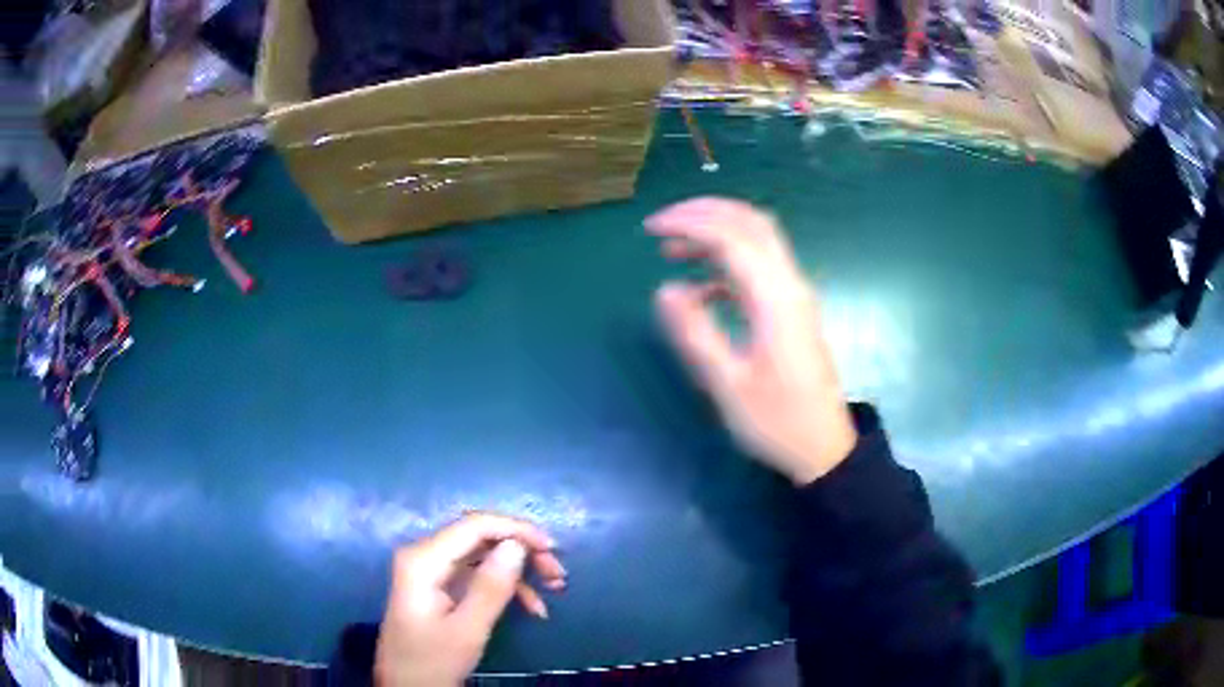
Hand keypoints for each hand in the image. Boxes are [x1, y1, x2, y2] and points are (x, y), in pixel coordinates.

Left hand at [375, 513, 565, 685]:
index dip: (516, 529)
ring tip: (555, 589)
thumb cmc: (432, 662)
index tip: (552, 547)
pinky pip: (478, 575)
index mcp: (423, 559)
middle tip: (558, 573)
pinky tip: (532, 607)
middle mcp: (425, 555)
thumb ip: (491, 587)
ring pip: (484, 555)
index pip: (474, 525)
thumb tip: (517, 545)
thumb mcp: (467, 630)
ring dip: (520, 571)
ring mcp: (432, 571)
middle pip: (480, 538)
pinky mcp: (440, 586)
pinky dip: (507, 587)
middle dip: (522, 551)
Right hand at [647, 197, 857, 484]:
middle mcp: (789, 286)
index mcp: (775, 300)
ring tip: (672, 248)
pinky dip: (727, 263)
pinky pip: (760, 268)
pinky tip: (700, 288)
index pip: (732, 238)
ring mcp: (794, 296)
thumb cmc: (777, 421)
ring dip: (717, 233)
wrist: (823, 447)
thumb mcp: (728, 385)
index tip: (650, 230)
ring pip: (758, 241)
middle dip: (704, 213)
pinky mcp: (792, 310)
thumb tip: (665, 289)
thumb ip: (696, 334)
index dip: (689, 224)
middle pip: (752, 223)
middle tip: (662, 224)